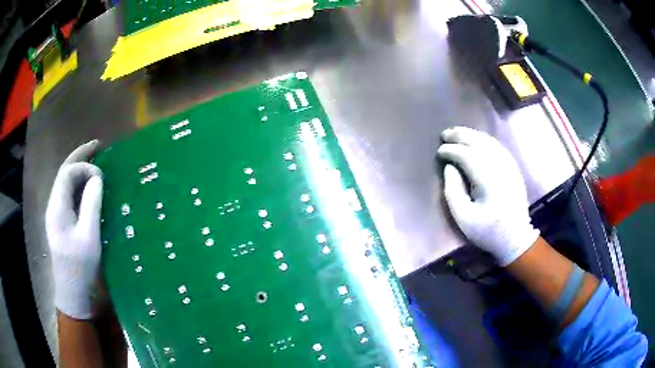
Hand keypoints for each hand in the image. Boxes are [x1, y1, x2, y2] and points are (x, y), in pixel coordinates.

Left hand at [46, 140, 103, 319]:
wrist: (72, 293)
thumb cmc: (80, 268)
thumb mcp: (89, 237)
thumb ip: (92, 204)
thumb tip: (97, 178)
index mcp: (57, 207)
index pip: (68, 173)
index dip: (85, 167)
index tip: (102, 177)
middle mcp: (53, 205)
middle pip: (64, 173)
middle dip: (80, 157)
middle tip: (98, 146)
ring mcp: (56, 214)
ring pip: (66, 183)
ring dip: (79, 169)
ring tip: (95, 161)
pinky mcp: (61, 222)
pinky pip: (69, 195)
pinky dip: (79, 185)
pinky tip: (88, 187)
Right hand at [438, 127, 538, 265]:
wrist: (515, 238)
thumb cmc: (488, 231)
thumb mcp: (464, 218)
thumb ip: (453, 191)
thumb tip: (449, 167)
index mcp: (489, 181)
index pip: (468, 156)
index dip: (452, 151)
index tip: (439, 152)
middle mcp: (501, 168)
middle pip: (479, 143)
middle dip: (461, 136)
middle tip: (444, 134)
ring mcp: (510, 166)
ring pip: (489, 141)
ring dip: (471, 134)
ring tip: (456, 132)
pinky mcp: (513, 168)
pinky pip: (497, 146)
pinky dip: (484, 139)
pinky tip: (475, 139)